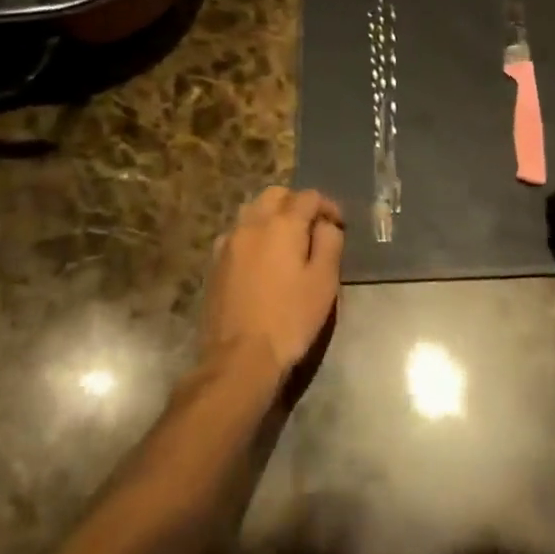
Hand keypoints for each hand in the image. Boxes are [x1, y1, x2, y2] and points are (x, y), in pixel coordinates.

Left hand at [202, 187, 344, 386]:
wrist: (239, 359)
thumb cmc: (290, 319)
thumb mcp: (324, 282)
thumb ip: (329, 243)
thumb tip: (326, 224)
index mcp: (282, 223)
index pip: (308, 196)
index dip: (328, 206)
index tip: (338, 224)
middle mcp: (252, 223)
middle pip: (276, 194)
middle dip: (296, 203)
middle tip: (312, 227)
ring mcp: (229, 241)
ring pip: (253, 210)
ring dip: (272, 215)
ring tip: (286, 240)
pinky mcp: (215, 262)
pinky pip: (237, 233)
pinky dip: (253, 234)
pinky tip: (261, 258)